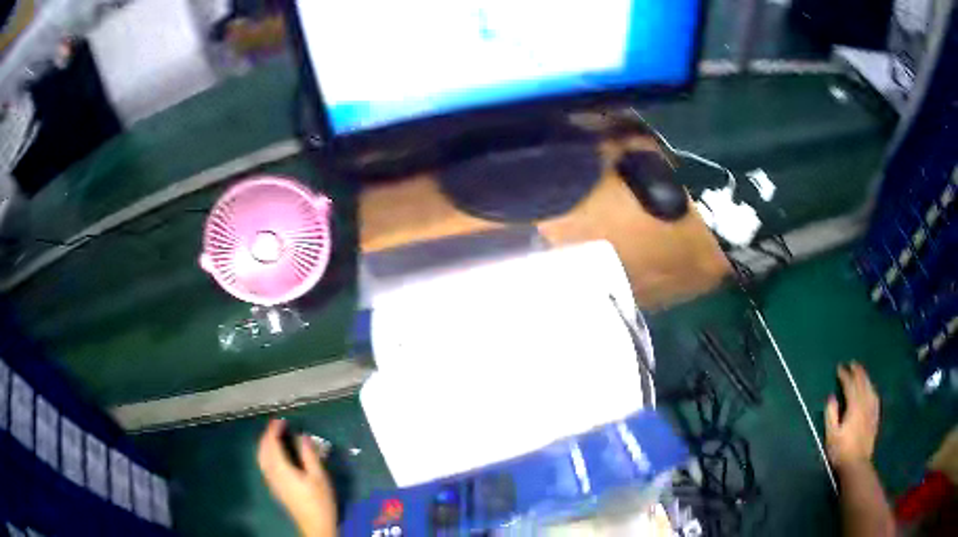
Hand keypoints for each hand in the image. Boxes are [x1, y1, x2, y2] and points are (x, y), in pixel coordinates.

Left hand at [257, 419, 336, 536]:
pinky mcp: (275, 488)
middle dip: (266, 436)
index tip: (280, 420)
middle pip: (262, 450)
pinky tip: (275, 455)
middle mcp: (272, 473)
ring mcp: (272, 481)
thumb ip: (309, 455)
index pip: (271, 444)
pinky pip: (264, 465)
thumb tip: (302, 436)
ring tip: (274, 437)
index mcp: (282, 469)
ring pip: (261, 458)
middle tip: (276, 427)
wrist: (314, 525)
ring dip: (264, 445)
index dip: (273, 430)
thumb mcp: (319, 477)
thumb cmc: (319, 501)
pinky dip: (266, 454)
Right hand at [825, 362, 879, 468]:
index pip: (850, 385)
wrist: (857, 465)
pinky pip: (875, 396)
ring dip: (865, 377)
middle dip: (857, 371)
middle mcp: (865, 403)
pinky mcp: (875, 416)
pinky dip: (871, 388)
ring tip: (861, 372)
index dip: (845, 375)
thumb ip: (831, 414)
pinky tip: (871, 388)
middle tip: (852, 363)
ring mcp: (872, 409)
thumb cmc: (841, 451)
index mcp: (854, 405)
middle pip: (862, 382)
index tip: (839, 368)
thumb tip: (831, 397)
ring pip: (870, 387)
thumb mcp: (831, 435)